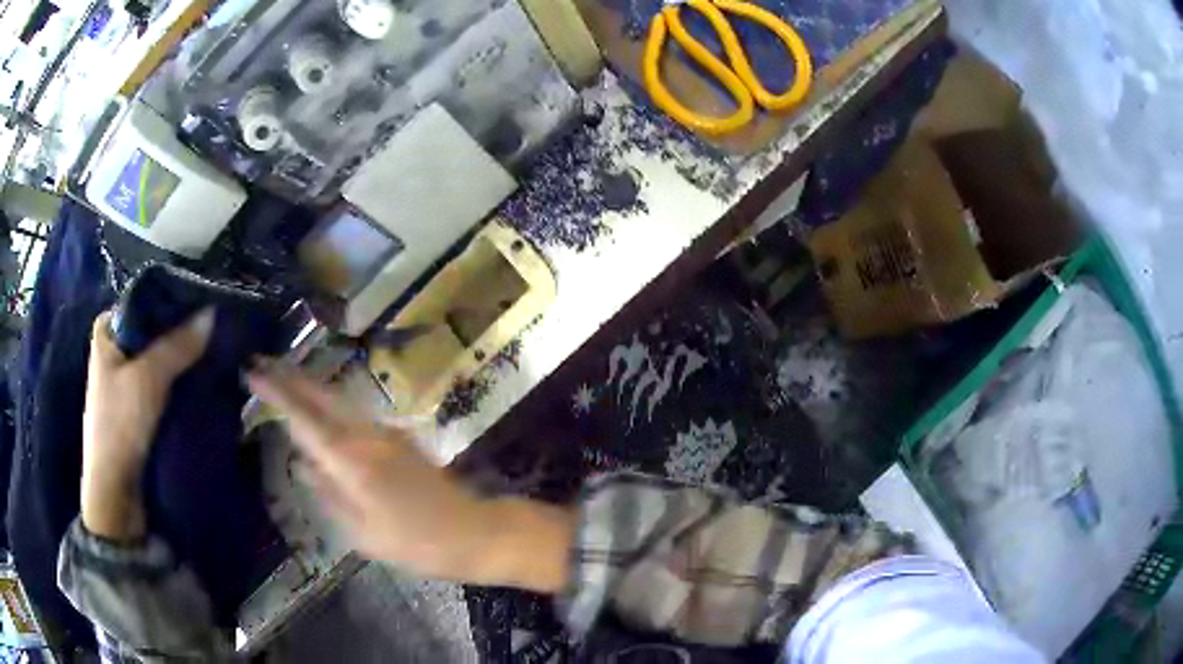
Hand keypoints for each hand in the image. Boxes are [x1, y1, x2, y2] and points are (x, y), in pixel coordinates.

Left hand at [81, 309, 213, 540]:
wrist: (115, 492)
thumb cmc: (119, 426)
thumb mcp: (147, 379)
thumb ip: (178, 345)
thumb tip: (213, 312)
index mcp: (108, 328)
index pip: (146, 300)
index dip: (176, 301)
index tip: (207, 303)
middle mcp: (116, 346)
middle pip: (155, 328)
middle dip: (183, 330)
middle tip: (217, 327)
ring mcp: (127, 377)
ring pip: (161, 356)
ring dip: (184, 357)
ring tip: (216, 349)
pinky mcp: (138, 404)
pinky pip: (164, 380)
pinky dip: (181, 378)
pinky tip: (202, 376)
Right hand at [247, 363, 572, 592]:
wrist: (472, 532)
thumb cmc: (414, 543)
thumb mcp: (362, 533)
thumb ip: (329, 495)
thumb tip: (303, 466)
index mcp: (351, 460)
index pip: (303, 418)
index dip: (276, 392)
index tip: (252, 371)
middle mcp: (366, 435)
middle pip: (322, 396)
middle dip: (290, 376)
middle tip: (261, 361)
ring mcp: (386, 432)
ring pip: (339, 400)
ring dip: (309, 385)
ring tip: (282, 377)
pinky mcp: (399, 437)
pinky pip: (355, 413)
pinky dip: (330, 403)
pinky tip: (321, 408)